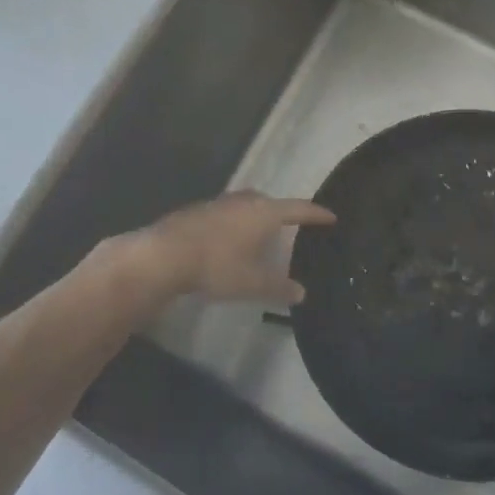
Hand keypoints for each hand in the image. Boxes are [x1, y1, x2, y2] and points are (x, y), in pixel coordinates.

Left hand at [124, 192, 335, 303]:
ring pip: (245, 206)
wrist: (164, 255)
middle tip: (291, 226)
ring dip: (255, 217)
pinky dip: (234, 224)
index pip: (298, 209)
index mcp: (264, 213)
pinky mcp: (197, 211)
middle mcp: (244, 201)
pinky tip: (228, 240)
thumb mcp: (252, 284)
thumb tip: (301, 293)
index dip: (315, 214)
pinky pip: (226, 213)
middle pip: (270, 202)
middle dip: (282, 213)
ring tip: (259, 234)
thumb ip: (279, 288)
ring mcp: (218, 203)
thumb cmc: (217, 266)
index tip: (330, 216)